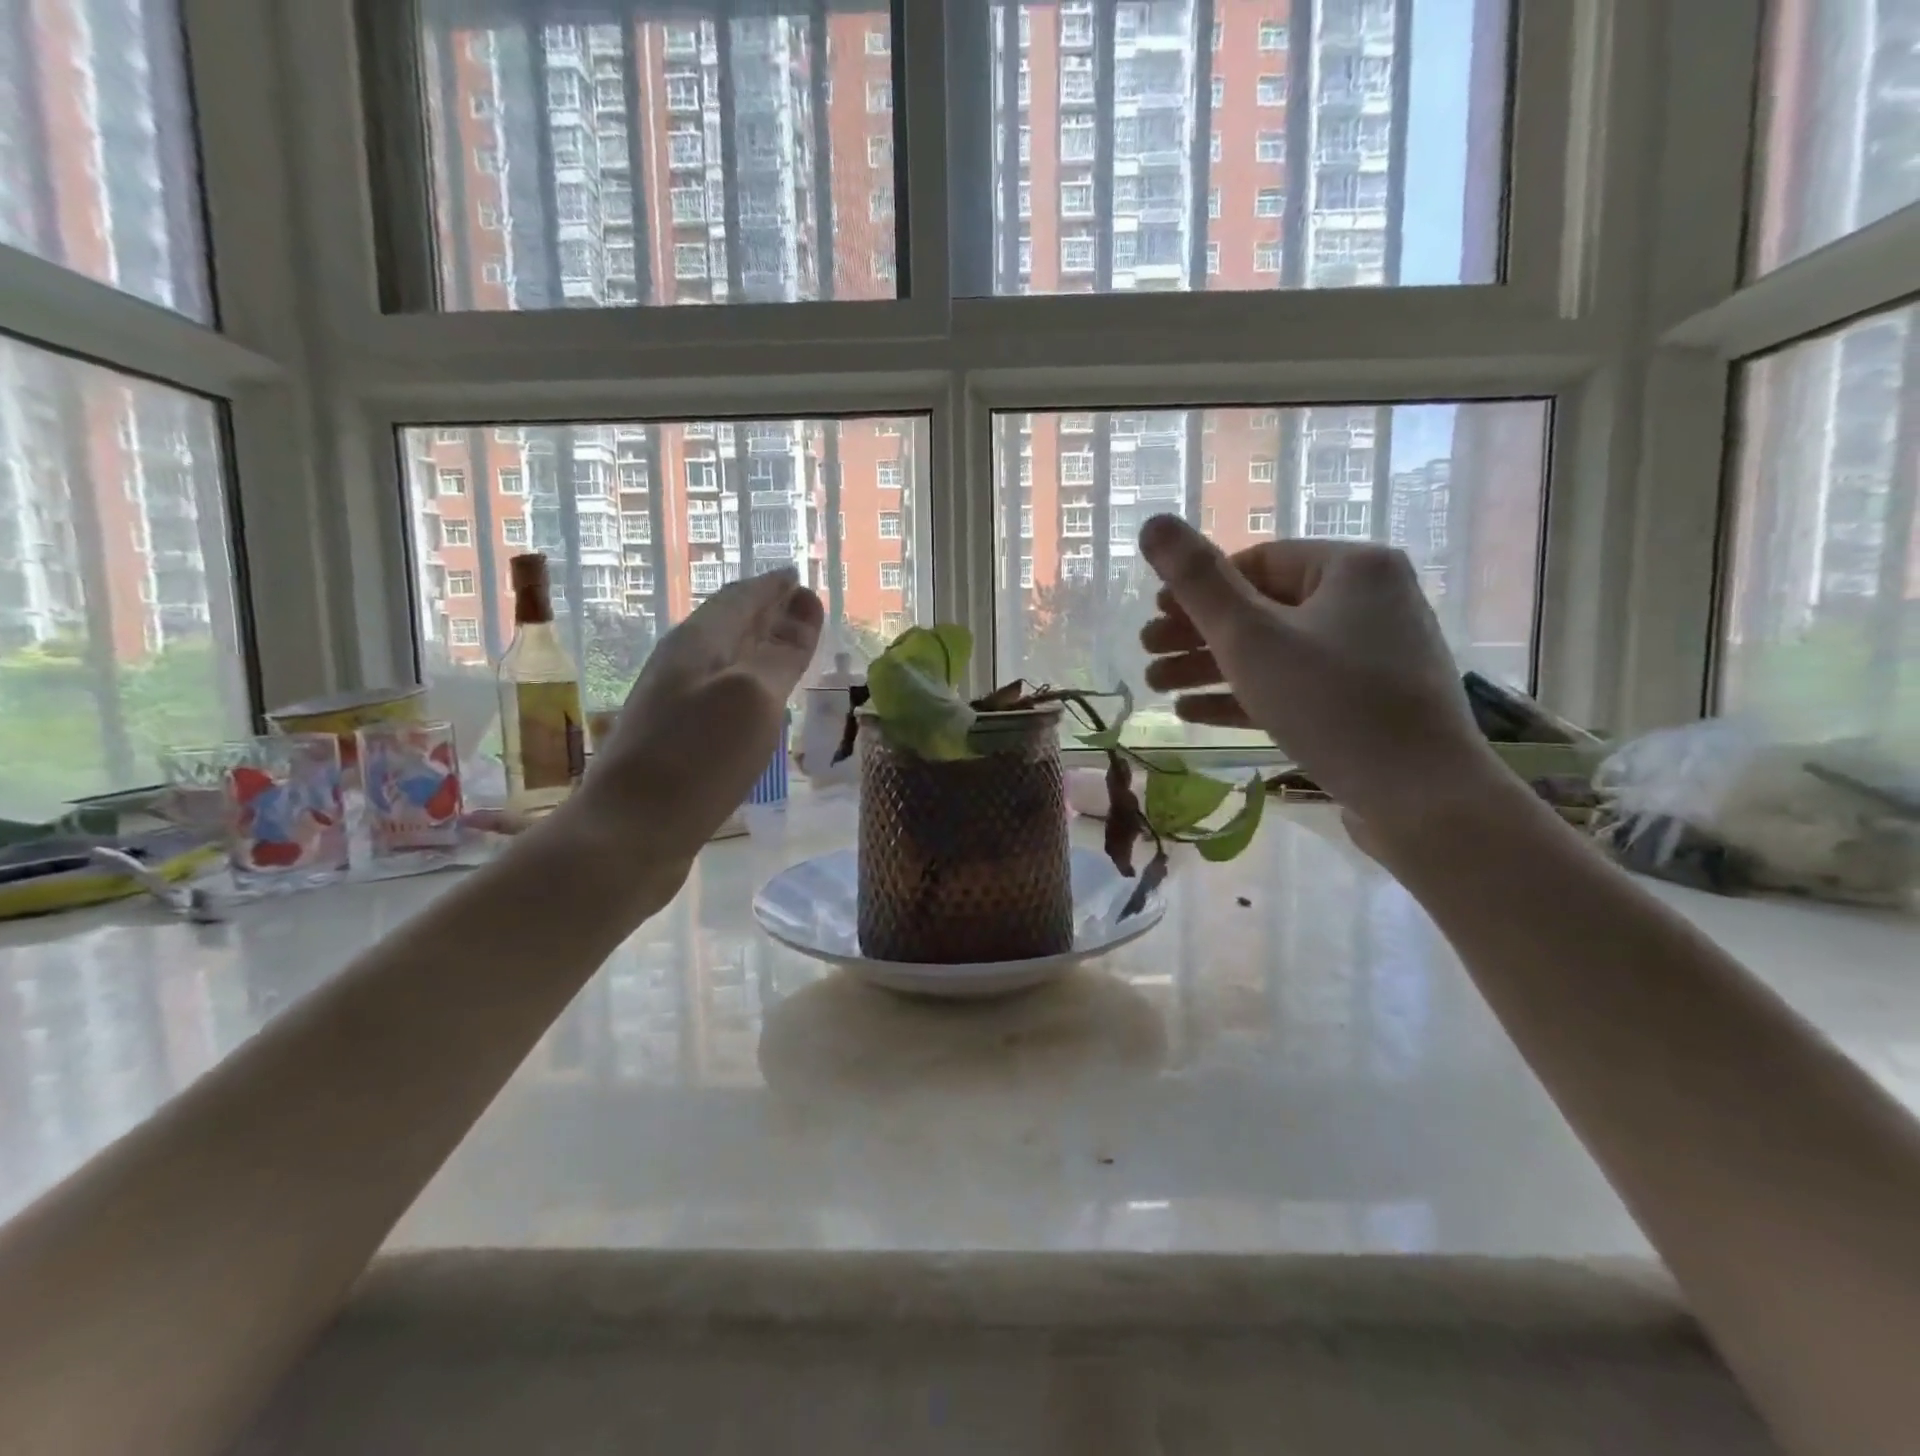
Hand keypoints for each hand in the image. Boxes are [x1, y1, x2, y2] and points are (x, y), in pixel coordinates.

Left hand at [571, 568, 822, 863]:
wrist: (626, 836)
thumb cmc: (696, 760)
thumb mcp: (753, 698)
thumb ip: (783, 651)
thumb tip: (807, 600)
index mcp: (698, 643)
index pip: (740, 598)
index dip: (772, 587)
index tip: (799, 578)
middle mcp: (681, 665)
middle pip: (728, 625)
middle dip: (763, 612)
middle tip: (799, 607)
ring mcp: (672, 705)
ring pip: (722, 662)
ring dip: (754, 649)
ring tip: (785, 649)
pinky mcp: (673, 743)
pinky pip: (718, 696)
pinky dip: (745, 687)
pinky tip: (754, 705)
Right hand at [1135, 515, 1499, 828]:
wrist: (1421, 799)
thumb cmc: (1330, 702)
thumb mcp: (1250, 637)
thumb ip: (1197, 581)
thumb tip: (1153, 522)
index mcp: (1352, 568)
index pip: (1257, 562)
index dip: (1197, 589)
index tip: (1154, 619)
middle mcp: (1369, 601)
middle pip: (1262, 608)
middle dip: (1196, 634)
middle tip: (1146, 655)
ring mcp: (1371, 656)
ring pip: (1275, 651)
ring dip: (1211, 667)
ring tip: (1157, 687)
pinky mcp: (1366, 703)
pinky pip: (1296, 685)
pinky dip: (1246, 695)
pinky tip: (1193, 712)